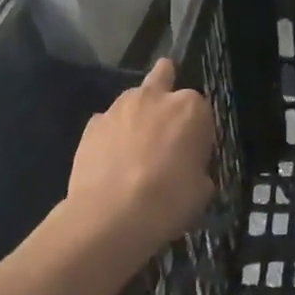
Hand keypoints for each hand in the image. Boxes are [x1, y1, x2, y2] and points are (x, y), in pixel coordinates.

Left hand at [61, 59, 214, 273]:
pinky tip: (111, 159)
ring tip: (135, 147)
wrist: (109, 218)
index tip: (194, 153)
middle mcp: (155, 97)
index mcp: (190, 108)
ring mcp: (119, 107)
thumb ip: (198, 168)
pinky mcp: (92, 124)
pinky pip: (107, 121)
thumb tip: (189, 168)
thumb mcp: (201, 190)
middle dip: (167, 88)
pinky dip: (111, 133)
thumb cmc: (167, 203)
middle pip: (164, 75)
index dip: (198, 131)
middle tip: (166, 122)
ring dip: (138, 113)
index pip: (202, 109)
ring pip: (134, 97)